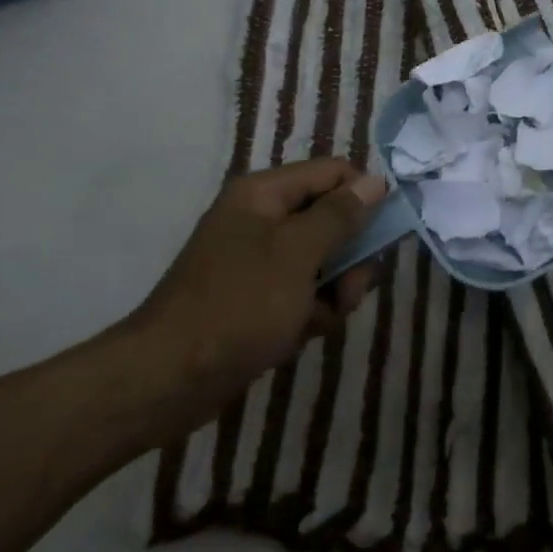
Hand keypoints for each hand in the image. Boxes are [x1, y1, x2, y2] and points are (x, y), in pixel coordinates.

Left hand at [112, 159, 388, 446]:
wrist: (169, 379)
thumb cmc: (238, 304)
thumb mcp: (298, 253)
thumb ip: (340, 215)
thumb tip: (376, 181)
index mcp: (264, 194)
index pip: (334, 173)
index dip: (363, 197)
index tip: (384, 234)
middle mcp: (262, 218)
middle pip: (332, 219)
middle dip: (350, 255)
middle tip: (349, 287)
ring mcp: (259, 261)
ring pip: (324, 260)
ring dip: (335, 289)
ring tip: (322, 318)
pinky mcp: (258, 298)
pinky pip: (303, 292)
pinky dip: (311, 311)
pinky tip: (301, 334)